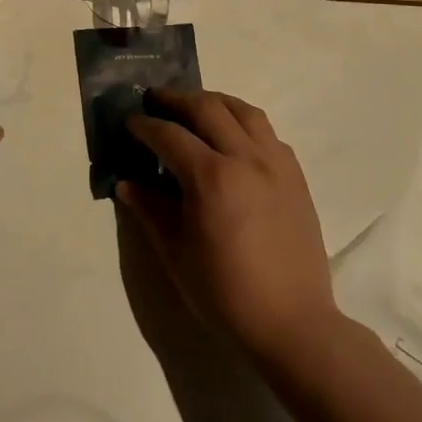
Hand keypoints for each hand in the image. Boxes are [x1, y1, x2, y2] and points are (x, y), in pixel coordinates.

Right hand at [116, 90, 336, 363]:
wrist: (292, 323)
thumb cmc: (225, 293)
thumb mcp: (176, 253)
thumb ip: (150, 210)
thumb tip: (126, 183)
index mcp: (211, 178)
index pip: (169, 135)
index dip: (144, 126)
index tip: (129, 123)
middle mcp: (245, 158)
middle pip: (206, 108)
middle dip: (176, 99)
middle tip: (155, 100)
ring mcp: (275, 164)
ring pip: (243, 111)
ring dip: (214, 101)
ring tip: (194, 107)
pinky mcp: (295, 176)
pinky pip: (267, 133)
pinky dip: (244, 123)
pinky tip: (233, 139)